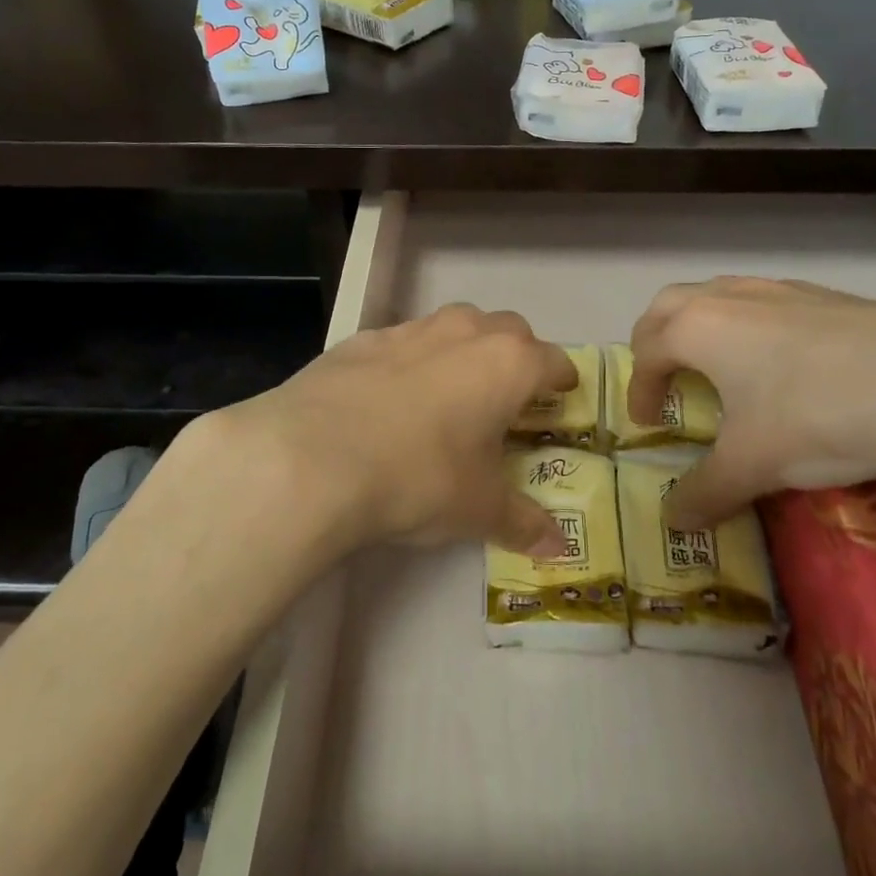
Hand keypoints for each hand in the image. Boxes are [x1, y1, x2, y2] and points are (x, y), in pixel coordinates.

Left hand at [184, 303, 577, 558]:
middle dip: (515, 358)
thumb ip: (524, 522)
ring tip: (449, 398)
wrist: (313, 455)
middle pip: (509, 331)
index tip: (559, 402)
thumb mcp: (478, 509)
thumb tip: (558, 548)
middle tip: (506, 402)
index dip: (562, 383)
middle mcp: (465, 332)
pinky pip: (403, 342)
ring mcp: (411, 329)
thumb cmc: (419, 477)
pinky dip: (411, 362)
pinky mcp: (363, 338)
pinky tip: (390, 401)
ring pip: (454, 327)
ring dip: (463, 353)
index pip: (554, 361)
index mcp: (508, 363)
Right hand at [629, 278, 875, 527]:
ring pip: (717, 296)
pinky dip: (747, 327)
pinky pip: (763, 303)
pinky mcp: (822, 295)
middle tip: (664, 379)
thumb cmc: (819, 415)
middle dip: (656, 342)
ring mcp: (778, 288)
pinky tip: (782, 364)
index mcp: (696, 328)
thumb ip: (705, 493)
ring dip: (701, 327)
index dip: (639, 390)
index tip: (646, 423)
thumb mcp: (754, 465)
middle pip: (669, 306)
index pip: (647, 353)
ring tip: (718, 369)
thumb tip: (673, 522)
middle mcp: (728, 297)